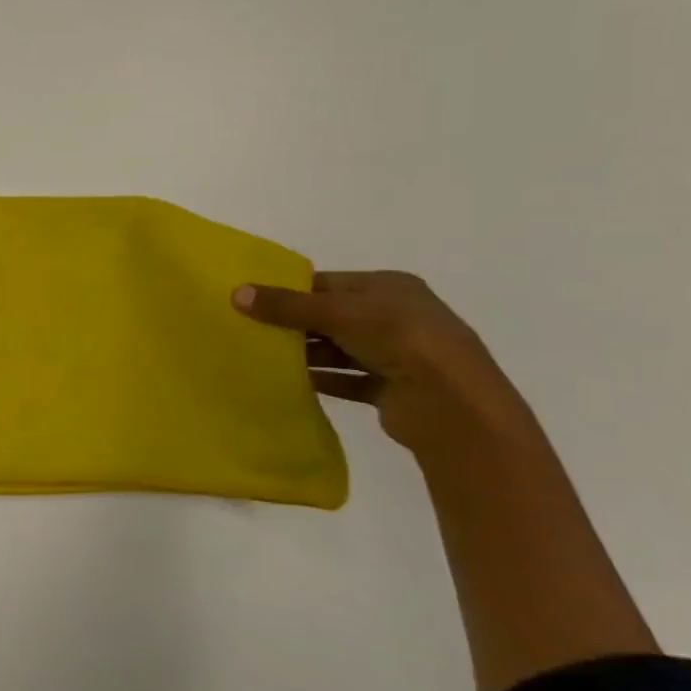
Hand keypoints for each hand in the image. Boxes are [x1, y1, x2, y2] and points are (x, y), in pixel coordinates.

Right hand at [233, 271, 538, 459]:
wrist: (454, 407)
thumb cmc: (400, 340)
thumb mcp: (337, 313)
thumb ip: (286, 305)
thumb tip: (235, 293)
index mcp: (392, 287)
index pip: (330, 283)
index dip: (292, 290)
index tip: (253, 299)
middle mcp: (398, 316)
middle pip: (333, 315)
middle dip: (295, 323)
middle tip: (251, 328)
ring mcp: (399, 354)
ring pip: (339, 348)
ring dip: (306, 353)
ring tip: (264, 356)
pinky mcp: (394, 389)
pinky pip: (348, 379)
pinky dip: (322, 379)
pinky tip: (290, 382)